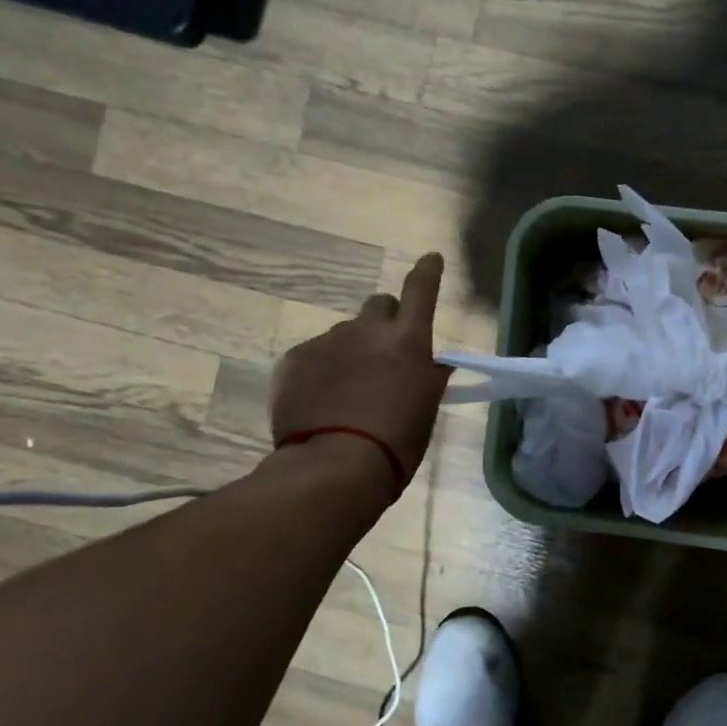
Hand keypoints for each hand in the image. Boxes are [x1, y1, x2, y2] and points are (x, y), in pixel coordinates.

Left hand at [271, 254, 452, 484]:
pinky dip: (321, 371)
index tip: (430, 258)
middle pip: (378, 305)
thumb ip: (427, 377)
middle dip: (384, 321)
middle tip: (382, 355)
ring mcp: (327, 342)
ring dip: (350, 352)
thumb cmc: (396, 443)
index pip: (421, 290)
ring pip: (344, 335)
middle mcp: (367, 330)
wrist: (334, 467)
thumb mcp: (425, 409)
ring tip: (346, 392)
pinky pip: (313, 355)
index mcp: (407, 340)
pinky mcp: (294, 359)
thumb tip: (431, 363)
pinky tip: (320, 401)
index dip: (427, 271)